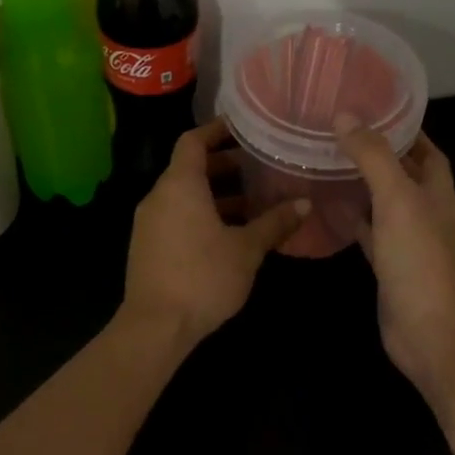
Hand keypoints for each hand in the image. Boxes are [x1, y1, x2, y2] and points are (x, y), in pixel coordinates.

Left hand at [122, 119, 308, 347]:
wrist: (155, 327)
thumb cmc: (203, 277)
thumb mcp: (247, 249)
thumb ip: (275, 222)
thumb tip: (305, 203)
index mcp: (180, 186)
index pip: (193, 141)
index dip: (216, 130)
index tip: (242, 128)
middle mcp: (159, 197)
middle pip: (190, 168)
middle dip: (224, 165)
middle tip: (258, 166)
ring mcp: (149, 223)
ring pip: (185, 196)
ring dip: (216, 194)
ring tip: (253, 202)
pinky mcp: (148, 246)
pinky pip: (177, 217)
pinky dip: (202, 214)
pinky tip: (231, 233)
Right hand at [336, 117, 454, 398]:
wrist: (429, 331)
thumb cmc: (419, 259)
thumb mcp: (397, 199)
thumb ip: (374, 157)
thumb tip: (346, 116)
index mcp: (438, 191)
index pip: (426, 149)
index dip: (405, 129)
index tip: (371, 109)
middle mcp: (427, 211)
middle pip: (403, 173)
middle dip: (377, 153)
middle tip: (339, 133)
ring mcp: (409, 240)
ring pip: (384, 202)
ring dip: (362, 184)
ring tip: (328, 161)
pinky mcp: (390, 264)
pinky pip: (370, 232)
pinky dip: (353, 219)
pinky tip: (329, 208)